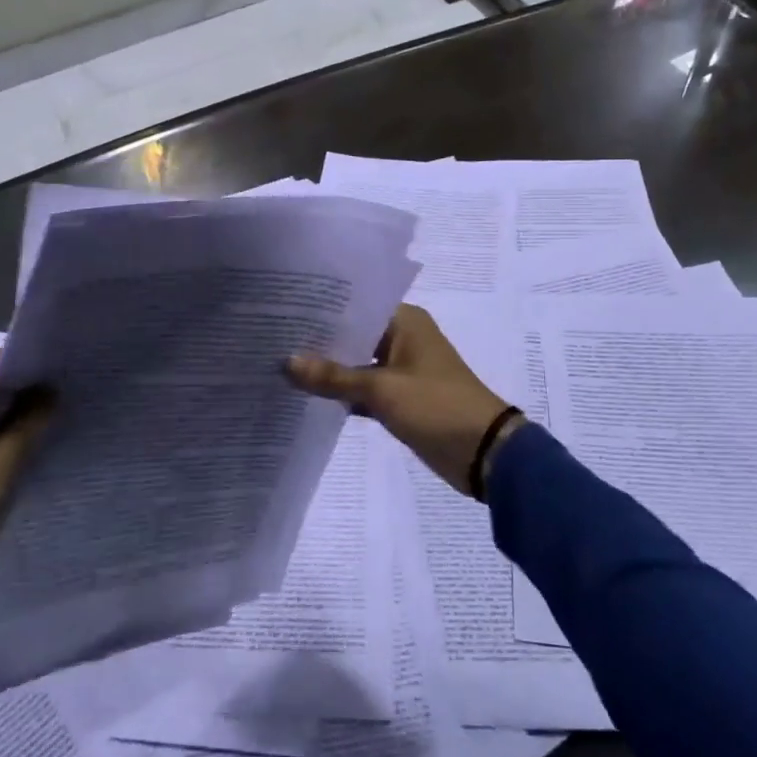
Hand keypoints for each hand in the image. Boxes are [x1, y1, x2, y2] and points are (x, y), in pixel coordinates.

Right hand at [286, 304, 522, 494]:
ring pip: (356, 362)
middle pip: (353, 334)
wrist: (483, 452)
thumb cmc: (436, 406)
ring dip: (328, 369)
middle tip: (272, 338)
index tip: (283, 310)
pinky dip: (343, 392)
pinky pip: (363, 388)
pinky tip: (306, 395)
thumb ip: (333, 377)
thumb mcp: (382, 390)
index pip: (355, 305)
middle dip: (319, 341)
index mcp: (405, 321)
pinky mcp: (399, 398)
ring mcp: (401, 369)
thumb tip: (286, 362)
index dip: (321, 309)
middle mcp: (402, 338)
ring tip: (280, 364)